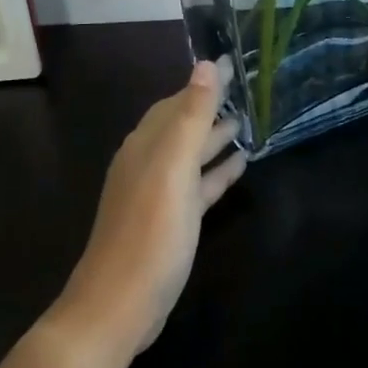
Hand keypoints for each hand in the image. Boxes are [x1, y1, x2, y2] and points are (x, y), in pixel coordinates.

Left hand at [55, 60, 245, 356]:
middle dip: (211, 106)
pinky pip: (197, 186)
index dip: (205, 82)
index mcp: (147, 145)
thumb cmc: (150, 232)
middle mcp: (149, 162)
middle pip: (183, 124)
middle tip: (247, 90)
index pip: (178, 100)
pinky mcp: (170, 222)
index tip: (232, 61)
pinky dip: (217, 172)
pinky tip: (239, 167)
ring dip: (216, 138)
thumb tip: (205, 64)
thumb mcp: (173, 168)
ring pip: (191, 155)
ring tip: (248, 123)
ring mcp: (158, 194)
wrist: (119, 306)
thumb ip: (191, 116)